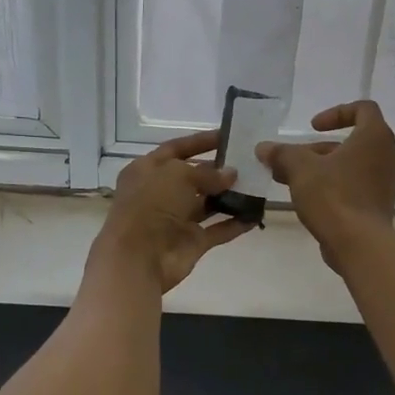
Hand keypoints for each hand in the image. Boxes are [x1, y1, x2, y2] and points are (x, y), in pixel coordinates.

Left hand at [92, 129, 252, 291]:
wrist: (138, 258)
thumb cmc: (151, 205)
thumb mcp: (177, 175)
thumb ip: (207, 173)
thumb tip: (230, 174)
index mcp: (147, 170)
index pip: (176, 149)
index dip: (200, 142)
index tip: (228, 136)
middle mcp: (160, 193)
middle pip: (193, 176)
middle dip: (219, 170)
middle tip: (249, 162)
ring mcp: (176, 219)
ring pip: (207, 203)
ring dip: (230, 196)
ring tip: (257, 185)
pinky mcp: (191, 242)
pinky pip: (218, 229)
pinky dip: (235, 223)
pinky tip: (256, 214)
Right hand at [256, 101, 394, 270]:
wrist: (359, 245)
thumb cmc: (334, 196)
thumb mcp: (300, 169)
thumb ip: (282, 154)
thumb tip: (263, 148)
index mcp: (375, 137)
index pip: (363, 109)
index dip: (336, 113)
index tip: (313, 127)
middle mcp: (388, 156)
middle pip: (353, 141)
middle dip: (319, 148)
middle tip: (292, 160)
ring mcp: (387, 184)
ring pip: (352, 166)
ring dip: (323, 168)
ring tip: (291, 180)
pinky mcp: (380, 206)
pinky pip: (356, 186)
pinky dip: (334, 186)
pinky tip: (307, 199)